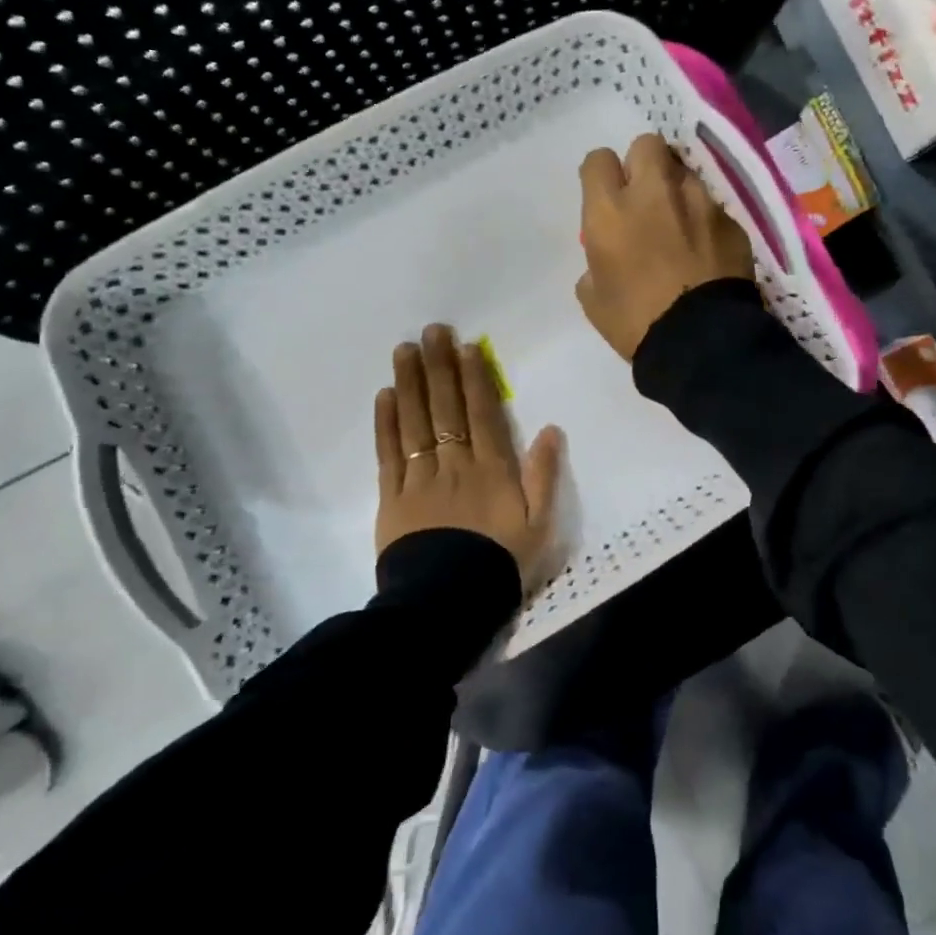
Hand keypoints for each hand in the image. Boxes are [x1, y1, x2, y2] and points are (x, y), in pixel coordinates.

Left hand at [374, 324, 563, 588]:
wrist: (448, 604)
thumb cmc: (500, 563)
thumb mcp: (540, 525)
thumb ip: (545, 475)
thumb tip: (551, 429)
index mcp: (492, 468)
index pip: (482, 412)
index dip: (474, 377)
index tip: (466, 346)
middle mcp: (455, 463)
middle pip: (446, 407)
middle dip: (440, 366)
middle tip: (431, 330)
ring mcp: (420, 478)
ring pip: (415, 421)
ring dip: (410, 383)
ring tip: (404, 350)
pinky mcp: (393, 497)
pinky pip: (389, 453)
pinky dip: (386, 423)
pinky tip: (384, 396)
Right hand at [576, 133, 755, 360]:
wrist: (700, 342)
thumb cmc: (636, 323)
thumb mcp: (594, 298)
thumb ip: (595, 263)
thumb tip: (607, 258)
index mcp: (610, 211)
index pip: (598, 160)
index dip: (602, 175)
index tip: (607, 194)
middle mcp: (654, 193)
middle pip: (647, 144)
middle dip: (643, 163)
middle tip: (645, 196)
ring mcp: (699, 203)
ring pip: (685, 172)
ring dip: (677, 190)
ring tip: (681, 223)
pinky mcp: (731, 221)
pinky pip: (713, 206)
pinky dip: (706, 220)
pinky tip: (707, 249)